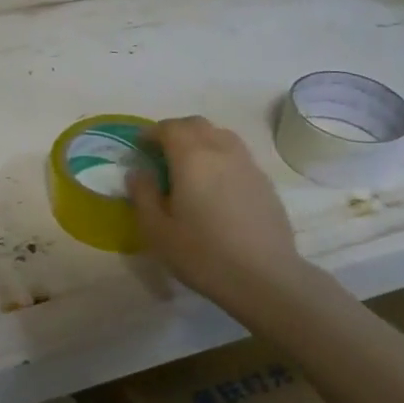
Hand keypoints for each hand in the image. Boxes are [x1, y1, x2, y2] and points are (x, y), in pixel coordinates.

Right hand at [129, 116, 305, 312]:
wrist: (265, 277)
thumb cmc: (203, 254)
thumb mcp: (157, 230)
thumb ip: (143, 195)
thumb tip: (138, 172)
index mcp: (191, 157)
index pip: (169, 127)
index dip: (151, 132)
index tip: (140, 147)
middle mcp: (221, 151)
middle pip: (197, 125)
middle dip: (176, 131)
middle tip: (161, 153)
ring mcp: (248, 164)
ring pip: (221, 135)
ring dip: (201, 140)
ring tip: (189, 166)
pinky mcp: (265, 182)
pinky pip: (237, 155)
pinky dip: (220, 157)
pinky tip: (215, 186)